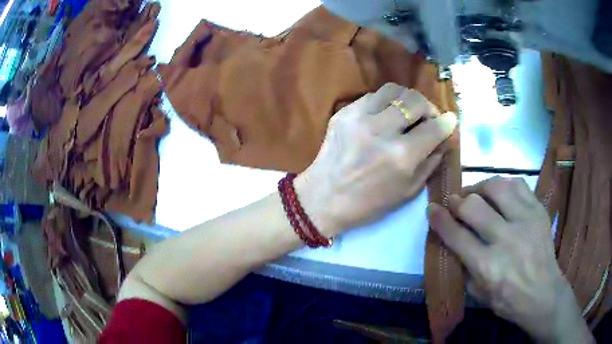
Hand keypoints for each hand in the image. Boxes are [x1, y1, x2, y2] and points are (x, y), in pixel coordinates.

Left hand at [295, 83, 456, 236]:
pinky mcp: (344, 112)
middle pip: (416, 100)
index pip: (435, 127)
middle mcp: (382, 130)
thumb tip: (444, 138)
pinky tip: (385, 116)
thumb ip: (431, 161)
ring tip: (407, 113)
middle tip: (427, 118)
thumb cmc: (369, 203)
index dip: (447, 122)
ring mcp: (359, 117)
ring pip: (394, 90)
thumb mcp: (408, 191)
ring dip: (407, 99)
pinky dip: (385, 103)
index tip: (450, 121)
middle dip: (429, 107)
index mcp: (402, 156)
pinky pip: (373, 96)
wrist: (323, 198)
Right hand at [429, 177, 594, 343]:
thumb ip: (464, 266)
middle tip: (454, 201)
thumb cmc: (508, 300)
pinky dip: (504, 184)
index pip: (457, 235)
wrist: (543, 293)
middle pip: (474, 207)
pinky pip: (518, 184)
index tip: (432, 208)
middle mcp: (506, 239)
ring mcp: (525, 221)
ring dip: (480, 187)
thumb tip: (453, 239)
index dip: (440, 219)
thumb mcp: (478, 293)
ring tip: (476, 194)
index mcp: (488, 266)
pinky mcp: (538, 211)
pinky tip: (499, 192)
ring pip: (497, 187)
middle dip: (457, 201)